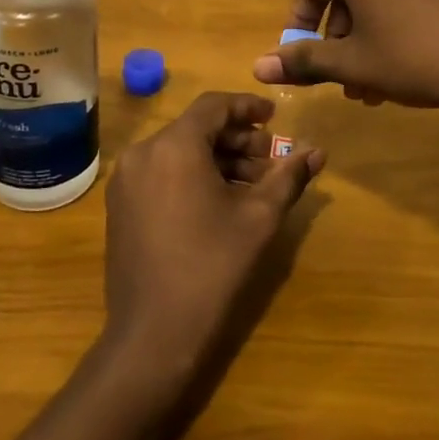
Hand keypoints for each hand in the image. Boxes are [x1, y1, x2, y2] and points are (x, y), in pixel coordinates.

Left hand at [102, 92, 323, 390]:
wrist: (153, 333)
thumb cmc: (211, 267)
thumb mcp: (258, 218)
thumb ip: (288, 177)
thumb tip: (317, 151)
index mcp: (174, 145)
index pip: (214, 105)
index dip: (248, 107)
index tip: (275, 117)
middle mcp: (143, 153)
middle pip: (196, 128)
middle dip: (237, 139)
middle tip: (271, 159)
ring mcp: (126, 180)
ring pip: (179, 152)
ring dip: (217, 159)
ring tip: (253, 185)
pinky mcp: (120, 206)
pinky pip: (162, 173)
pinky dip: (192, 175)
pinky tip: (220, 201)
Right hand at [250, 0, 438, 119]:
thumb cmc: (413, 59)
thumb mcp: (353, 64)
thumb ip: (304, 60)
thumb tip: (258, 67)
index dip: (301, 20)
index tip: (304, 55)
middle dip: (339, 39)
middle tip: (344, 81)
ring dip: (366, 39)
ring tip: (373, 88)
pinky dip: (395, 26)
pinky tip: (405, 69)